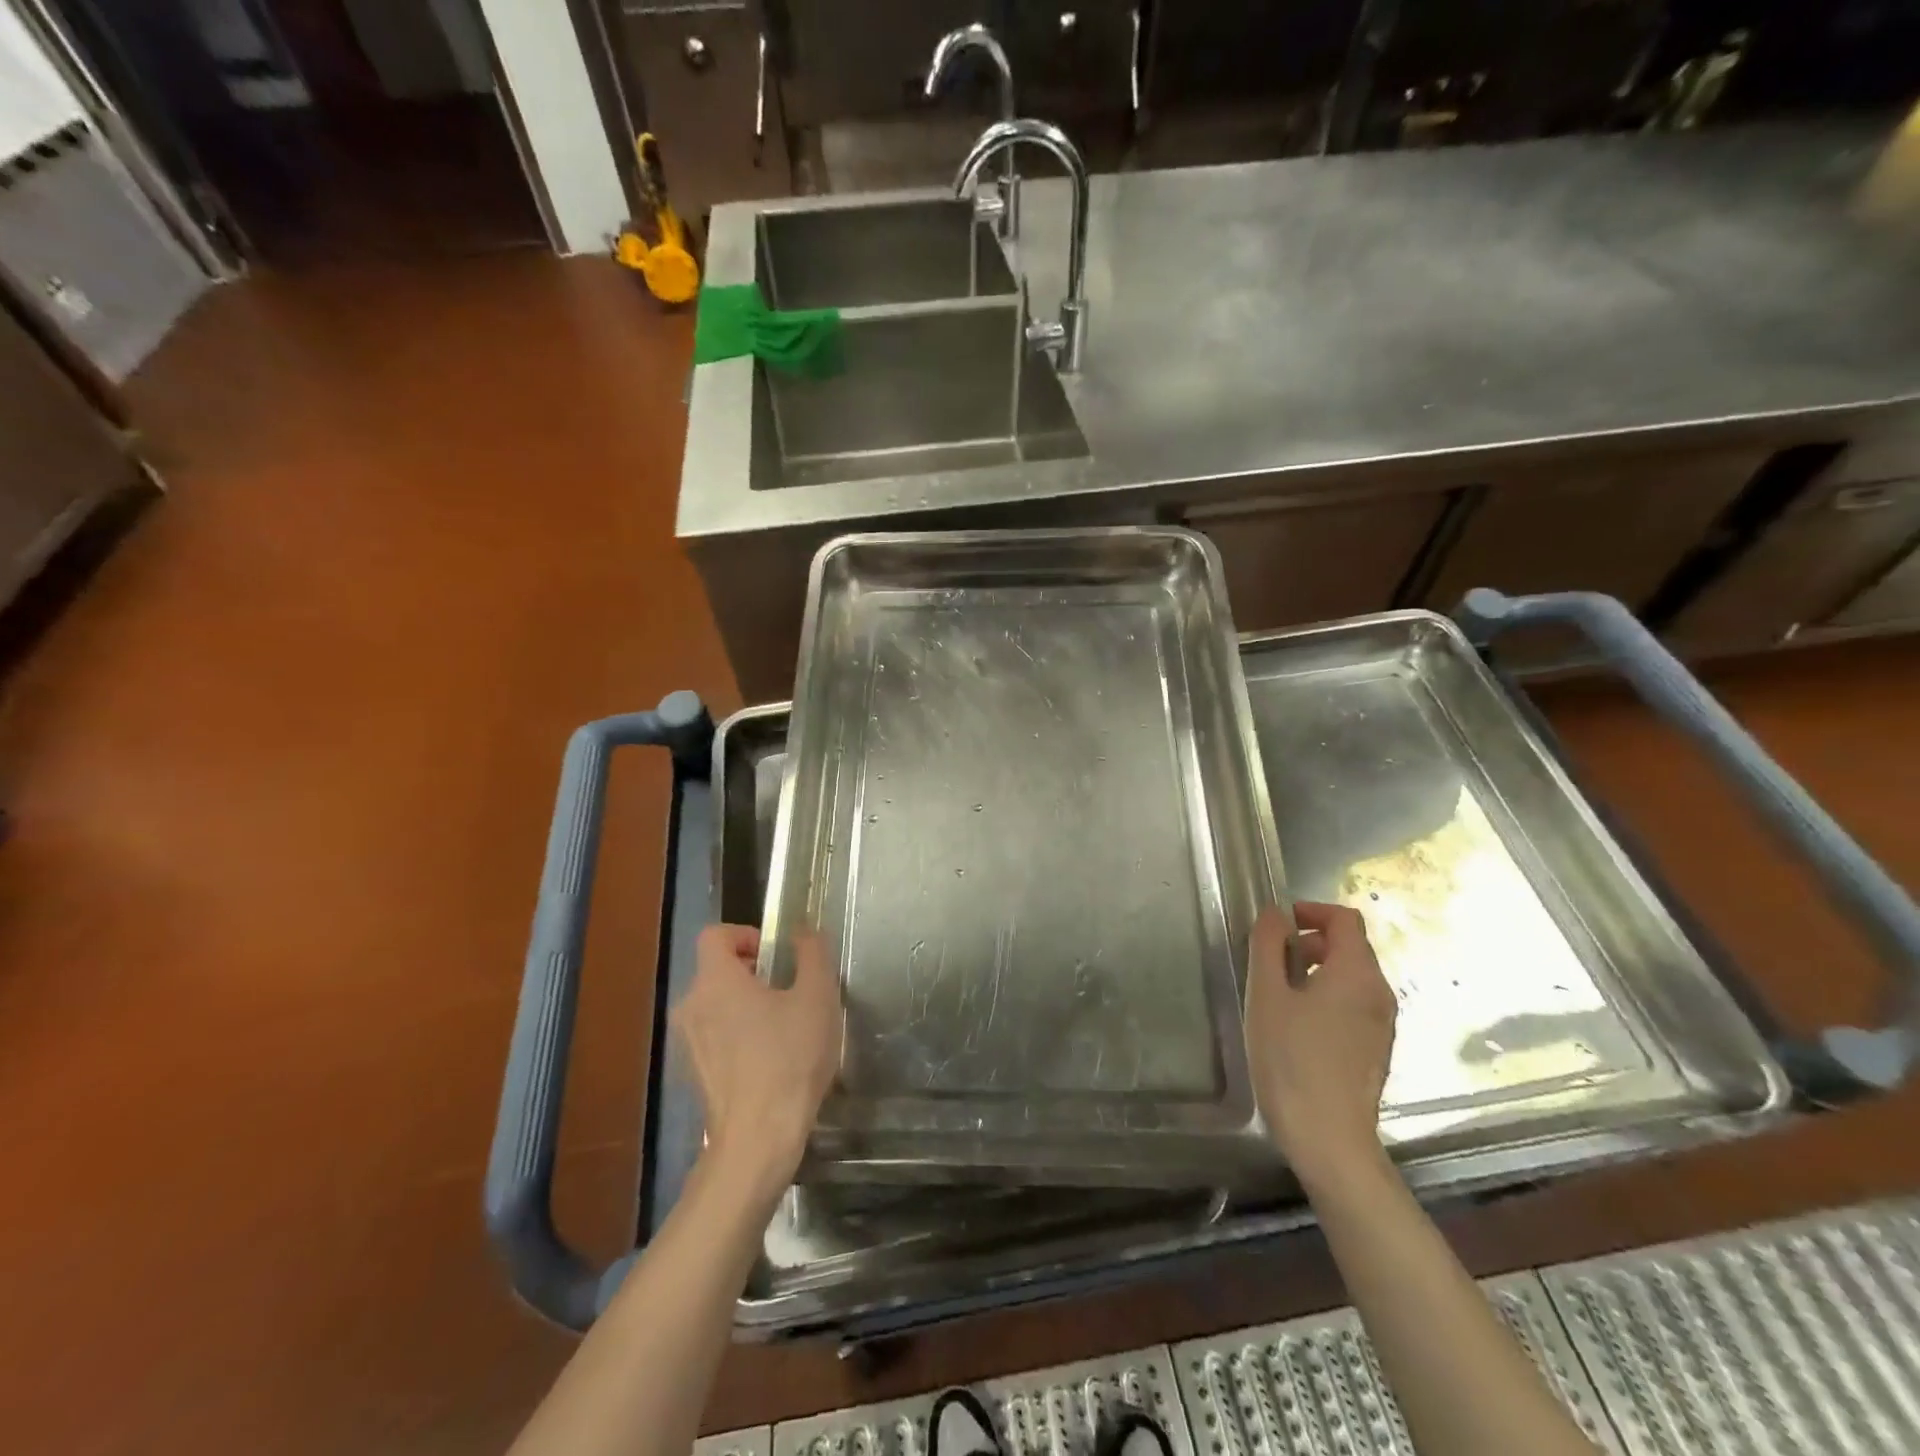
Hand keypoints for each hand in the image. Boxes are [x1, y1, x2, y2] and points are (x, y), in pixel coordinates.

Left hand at [672, 924, 842, 1201]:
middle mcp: (691, 1006)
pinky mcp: (695, 1074)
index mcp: (715, 980)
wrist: (758, 1139)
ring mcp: (688, 1044)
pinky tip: (771, 1058)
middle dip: (752, 971)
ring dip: (746, 1004)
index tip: (775, 954)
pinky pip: (715, 1036)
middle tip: (788, 988)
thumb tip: (803, 932)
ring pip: (716, 1005)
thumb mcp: (817, 997)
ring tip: (784, 1025)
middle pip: (716, 970)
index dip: (745, 934)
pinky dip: (738, 1035)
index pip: (715, 935)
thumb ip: (812, 954)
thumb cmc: (789, 1059)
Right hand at [1245, 901, 1396, 1185]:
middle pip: (1350, 947)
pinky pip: (1354, 1006)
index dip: (1311, 911)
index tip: (1276, 925)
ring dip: (1316, 971)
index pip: (1345, 918)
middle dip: (1310, 942)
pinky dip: (1327, 997)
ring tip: (1278, 994)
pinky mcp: (1377, 1050)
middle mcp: (1380, 993)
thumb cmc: (1291, 1058)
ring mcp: (1383, 1025)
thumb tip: (1275, 913)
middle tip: (1270, 960)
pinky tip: (1297, 1026)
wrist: (1328, 1138)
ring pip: (1352, 978)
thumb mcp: (1267, 993)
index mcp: (1357, 972)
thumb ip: (1268, 945)